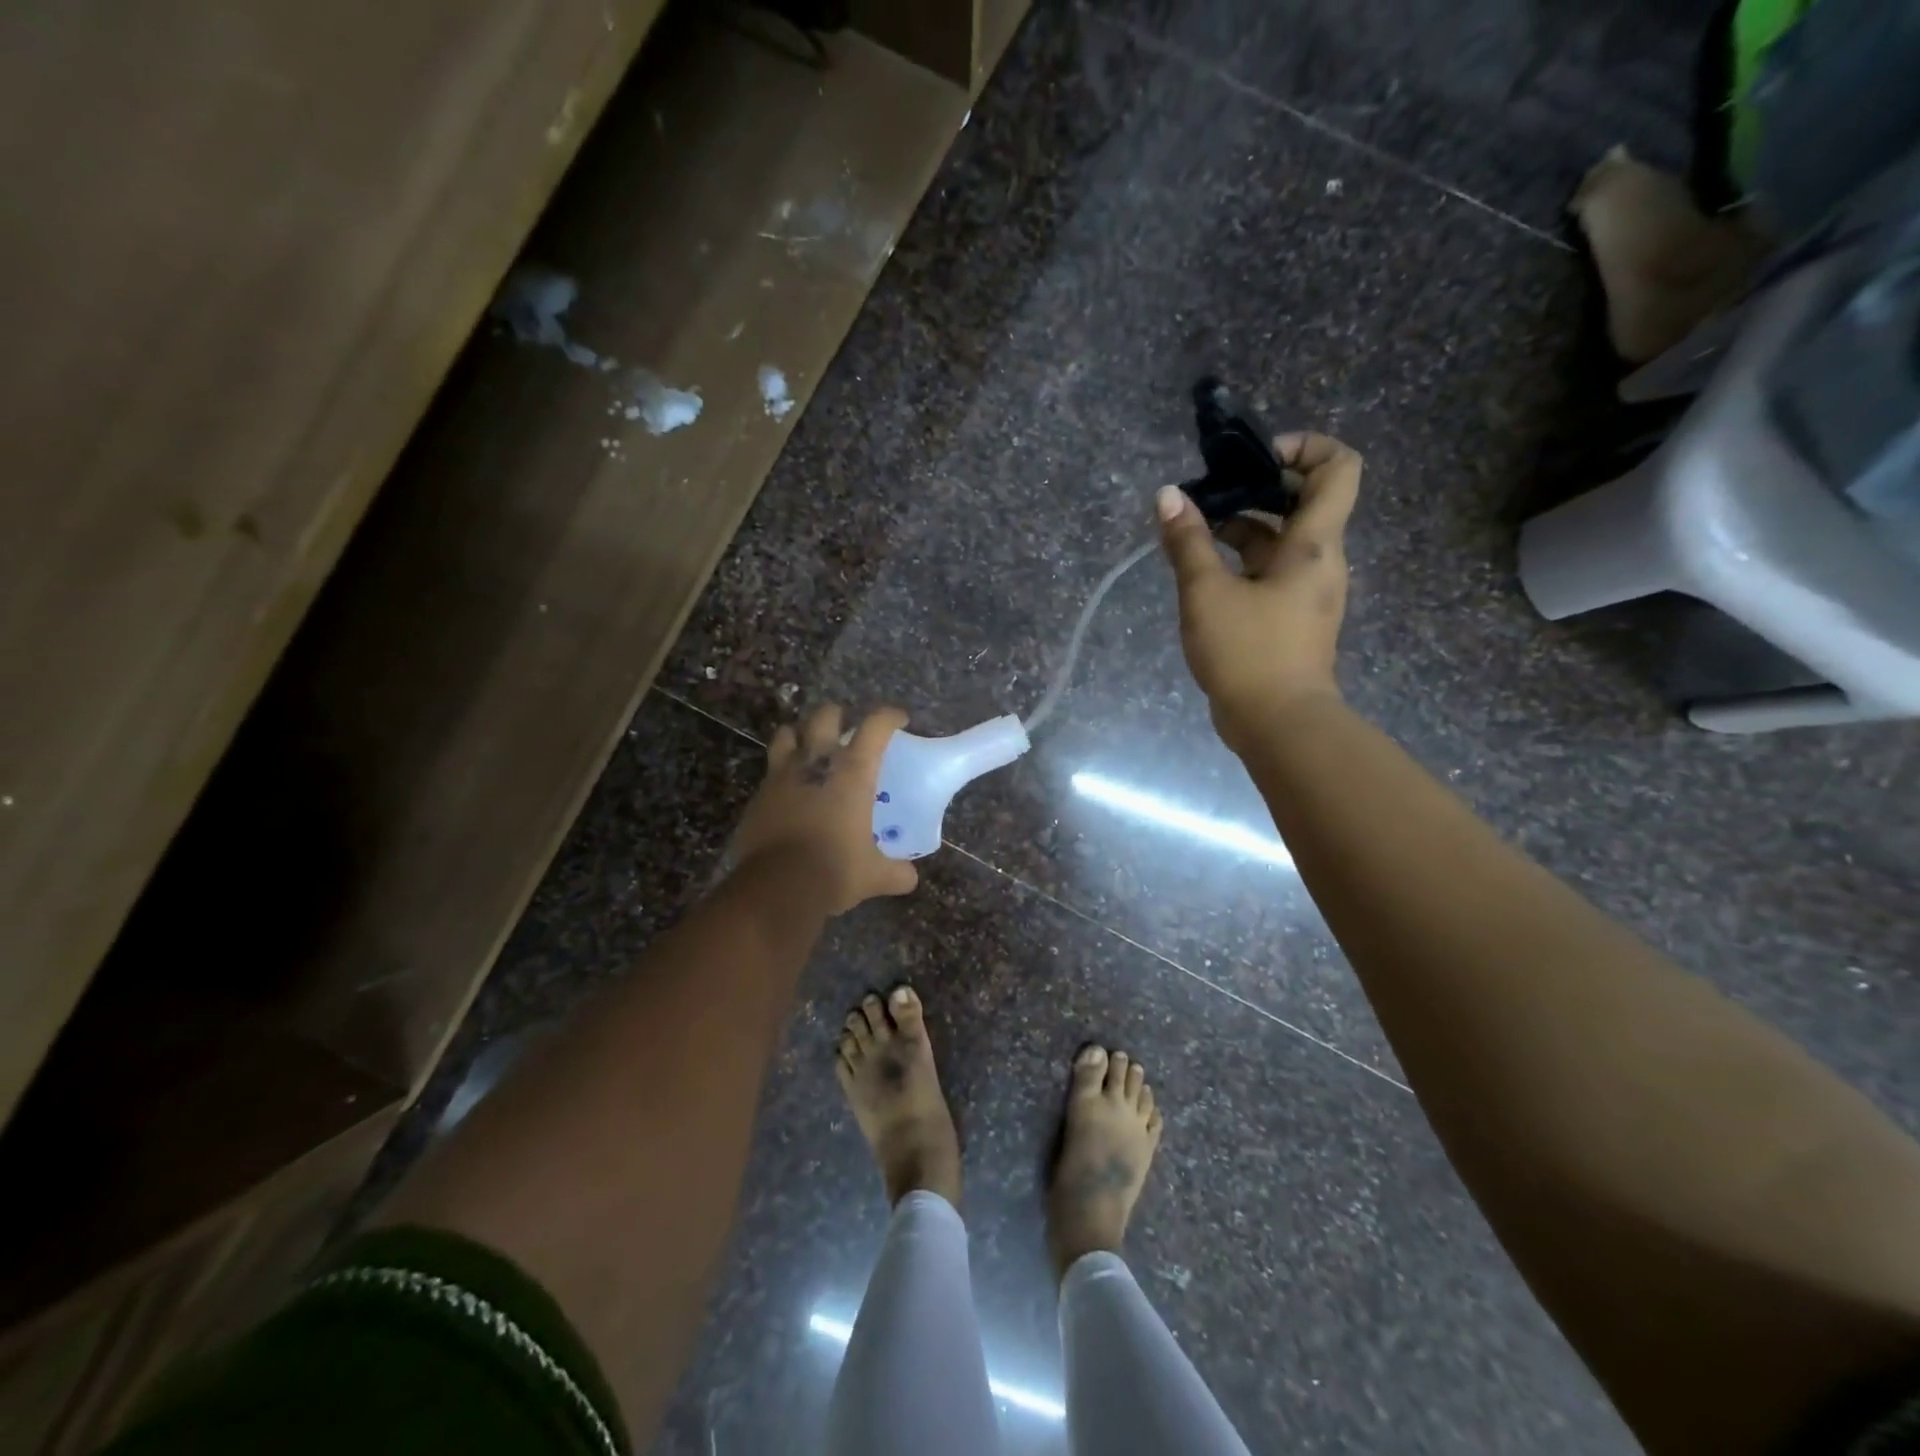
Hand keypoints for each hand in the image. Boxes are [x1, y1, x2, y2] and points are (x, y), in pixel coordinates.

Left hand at [732, 703, 918, 914]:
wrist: (776, 888)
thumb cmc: (834, 870)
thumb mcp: (874, 875)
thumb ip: (895, 872)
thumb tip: (908, 878)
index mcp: (853, 772)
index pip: (875, 725)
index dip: (889, 716)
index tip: (900, 720)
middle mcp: (816, 763)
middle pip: (825, 716)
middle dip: (838, 715)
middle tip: (847, 728)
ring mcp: (781, 776)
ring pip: (786, 733)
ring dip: (799, 734)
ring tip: (809, 748)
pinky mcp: (758, 796)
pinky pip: (770, 772)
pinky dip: (781, 773)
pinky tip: (789, 791)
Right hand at [1157, 431, 1360, 751]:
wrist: (1278, 723)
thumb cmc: (1248, 651)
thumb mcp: (1206, 593)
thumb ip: (1187, 542)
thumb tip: (1168, 496)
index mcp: (1315, 543)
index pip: (1338, 467)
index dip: (1303, 447)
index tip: (1254, 460)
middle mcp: (1321, 560)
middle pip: (1304, 500)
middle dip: (1256, 488)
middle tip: (1210, 494)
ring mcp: (1308, 591)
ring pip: (1282, 539)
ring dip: (1242, 527)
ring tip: (1193, 532)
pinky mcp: (1292, 617)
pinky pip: (1271, 571)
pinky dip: (1242, 561)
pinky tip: (1202, 571)